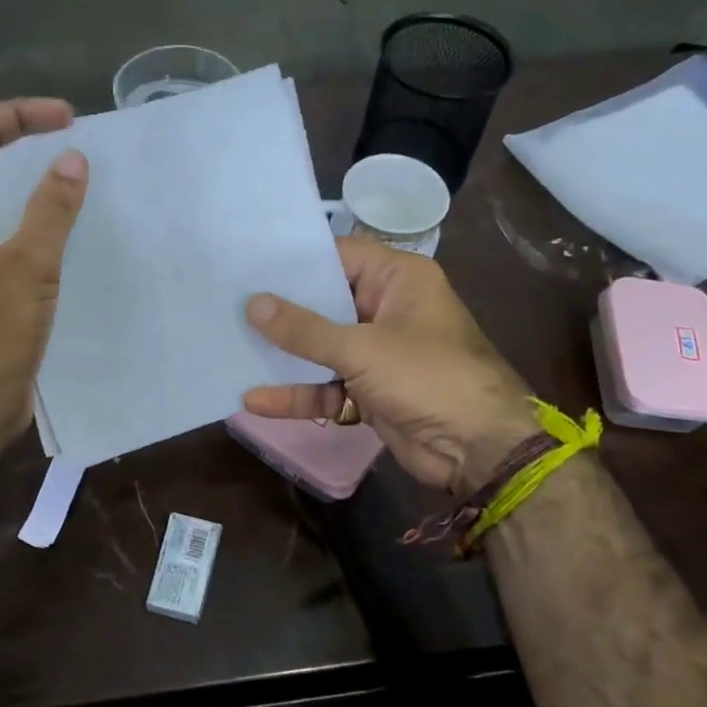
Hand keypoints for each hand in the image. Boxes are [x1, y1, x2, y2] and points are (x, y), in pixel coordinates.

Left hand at [0, 99, 88, 445]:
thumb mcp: (25, 267)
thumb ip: (49, 210)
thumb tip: (72, 160)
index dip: (16, 115)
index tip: (66, 119)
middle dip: (24, 144)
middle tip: (75, 142)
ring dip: (30, 186)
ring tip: (77, 177)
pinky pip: (3, 237)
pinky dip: (33, 223)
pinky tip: (67, 228)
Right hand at [244, 237, 535, 493]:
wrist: (479, 450)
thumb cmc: (429, 377)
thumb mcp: (363, 348)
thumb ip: (305, 329)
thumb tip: (253, 304)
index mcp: (399, 280)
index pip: (339, 256)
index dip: (296, 261)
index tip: (249, 263)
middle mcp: (387, 309)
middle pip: (325, 303)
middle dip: (281, 310)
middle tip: (227, 303)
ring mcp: (378, 354)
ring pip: (322, 348)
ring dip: (285, 356)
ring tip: (232, 349)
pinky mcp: (371, 392)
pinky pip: (327, 387)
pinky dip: (299, 394)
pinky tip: (256, 400)